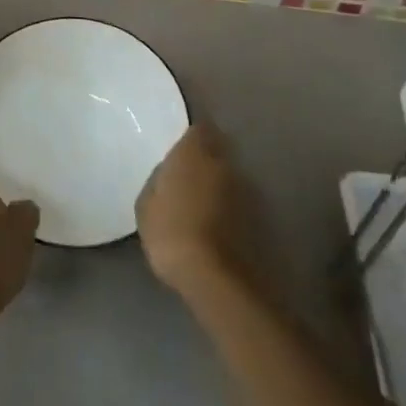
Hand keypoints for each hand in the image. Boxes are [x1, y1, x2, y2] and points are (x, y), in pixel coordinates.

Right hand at [136, 123, 252, 293]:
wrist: (215, 277)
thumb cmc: (172, 232)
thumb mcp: (146, 205)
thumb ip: (158, 181)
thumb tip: (168, 175)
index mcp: (194, 153)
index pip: (200, 128)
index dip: (191, 137)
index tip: (180, 148)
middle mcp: (224, 163)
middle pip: (218, 150)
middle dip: (206, 159)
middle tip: (188, 176)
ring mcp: (246, 189)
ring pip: (230, 176)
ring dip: (219, 184)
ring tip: (202, 204)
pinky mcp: (259, 216)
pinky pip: (238, 202)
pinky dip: (229, 208)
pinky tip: (216, 224)